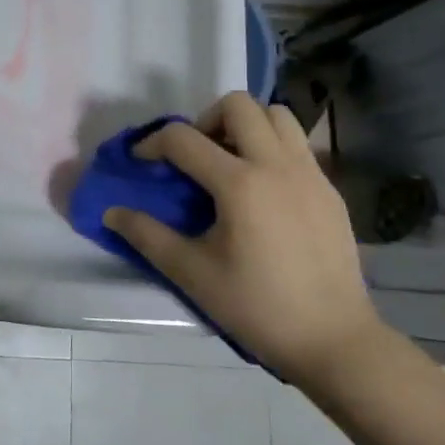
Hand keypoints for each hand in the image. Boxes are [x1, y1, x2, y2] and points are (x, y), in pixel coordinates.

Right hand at [103, 93, 383, 386]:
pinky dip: (272, 147)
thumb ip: (147, 235)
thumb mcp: (192, 273)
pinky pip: (297, 144)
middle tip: (194, 156)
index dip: (152, 143)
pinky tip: (261, 189)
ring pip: (276, 114)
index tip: (141, 162)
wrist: (333, 339)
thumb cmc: (257, 307)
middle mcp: (277, 165)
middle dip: (205, 120)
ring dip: (245, 125)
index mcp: (240, 184)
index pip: (183, 138)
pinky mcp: (330, 189)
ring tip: (229, 161)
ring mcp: (310, 173)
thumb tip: (112, 212)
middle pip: (238, 105)